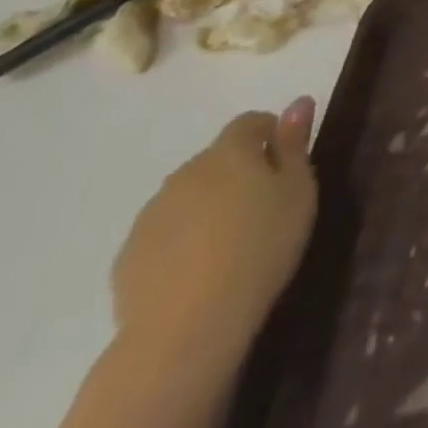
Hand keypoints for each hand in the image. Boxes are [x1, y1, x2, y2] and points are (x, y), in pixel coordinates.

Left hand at [111, 101, 317, 374]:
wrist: (187, 327)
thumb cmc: (261, 246)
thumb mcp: (298, 191)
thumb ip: (294, 144)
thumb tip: (299, 100)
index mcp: (228, 152)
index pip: (250, 122)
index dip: (271, 135)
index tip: (288, 165)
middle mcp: (185, 173)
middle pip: (217, 160)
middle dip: (239, 173)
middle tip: (265, 208)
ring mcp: (150, 216)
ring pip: (188, 197)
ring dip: (209, 207)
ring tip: (232, 244)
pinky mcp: (128, 257)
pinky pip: (165, 234)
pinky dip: (183, 241)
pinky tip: (200, 272)